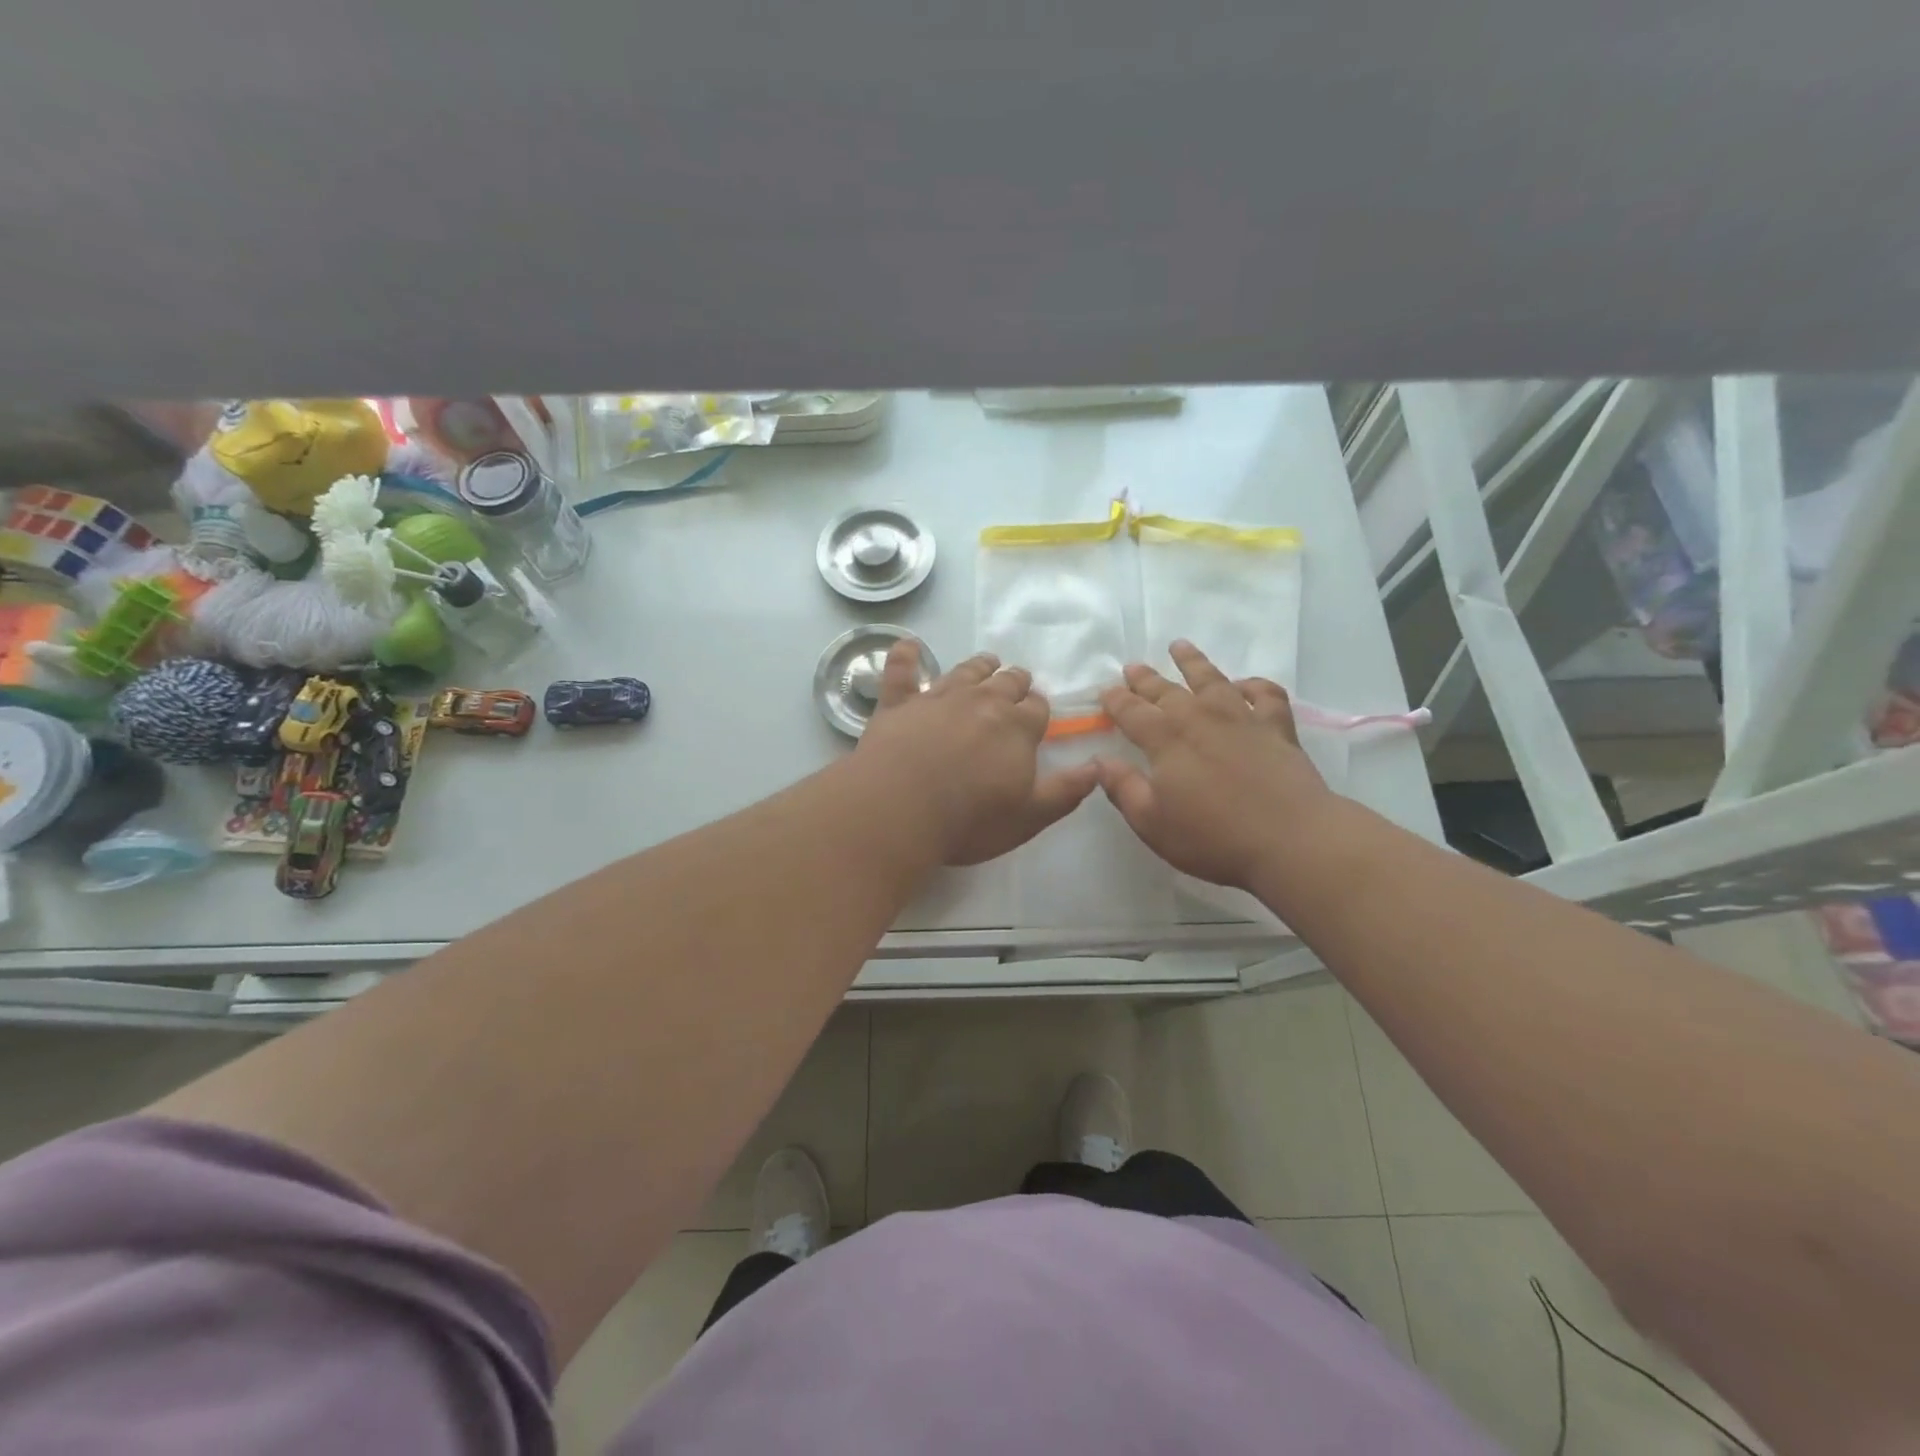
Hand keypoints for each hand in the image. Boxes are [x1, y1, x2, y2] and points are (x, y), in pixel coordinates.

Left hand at [857, 641, 1098, 865]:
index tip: (1036, 713)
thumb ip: (1065, 791)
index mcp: (1017, 727)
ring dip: (979, 666)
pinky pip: (902, 671)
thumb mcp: (1029, 817)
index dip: (1038, 709)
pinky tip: (907, 646)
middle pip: (1006, 682)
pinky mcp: (899, 703)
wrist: (899, 808)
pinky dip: (905, 656)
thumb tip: (1098, 767)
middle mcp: (981, 702)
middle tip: (1016, 684)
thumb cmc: (970, 819)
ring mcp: (938, 698)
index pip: (1037, 708)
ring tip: (986, 663)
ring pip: (965, 671)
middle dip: (1015, 682)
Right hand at [1096, 641, 1332, 888]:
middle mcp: (1200, 719)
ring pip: (1212, 680)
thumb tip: (1099, 761)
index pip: (1133, 712)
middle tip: (1132, 666)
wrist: (1291, 840)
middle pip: (1167, 691)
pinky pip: (1265, 695)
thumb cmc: (1213, 837)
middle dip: (1146, 679)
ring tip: (1180, 646)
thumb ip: (1123, 788)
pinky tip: (1244, 686)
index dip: (1116, 700)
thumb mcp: (1152, 822)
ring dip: (1193, 662)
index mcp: (1166, 741)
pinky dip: (1253, 685)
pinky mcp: (1277, 728)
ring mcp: (1242, 719)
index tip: (1105, 690)